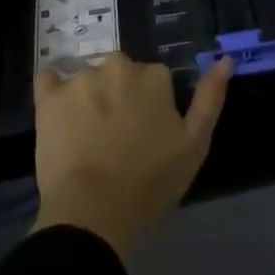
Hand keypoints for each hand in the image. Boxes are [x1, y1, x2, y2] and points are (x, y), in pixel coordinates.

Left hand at [32, 53, 231, 257]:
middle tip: (117, 137)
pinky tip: (57, 114)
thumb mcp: (195, 144)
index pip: (154, 79)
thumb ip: (210, 98)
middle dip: (119, 96)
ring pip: (88, 79)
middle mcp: (117, 65)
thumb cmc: (150, 183)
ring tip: (87, 138)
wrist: (93, 215)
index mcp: (153, 75)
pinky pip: (48, 80)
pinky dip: (53, 91)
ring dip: (89, 98)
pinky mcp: (48, 97)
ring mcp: (80, 79)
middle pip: (120, 73)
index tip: (146, 133)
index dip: (151, 106)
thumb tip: (225, 60)